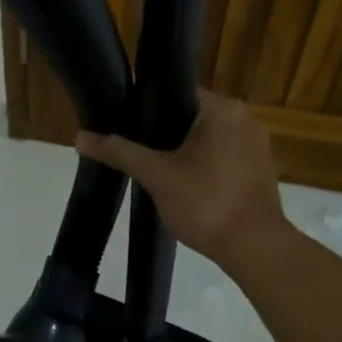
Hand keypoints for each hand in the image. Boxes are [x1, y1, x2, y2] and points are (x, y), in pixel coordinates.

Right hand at [75, 89, 286, 269]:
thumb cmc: (206, 202)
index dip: (148, 108)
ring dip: (185, 151)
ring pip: (209, 138)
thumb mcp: (157, 175)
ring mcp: (257, 145)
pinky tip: (186, 185)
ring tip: (156, 168)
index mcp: (222, 108)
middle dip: (165, 133)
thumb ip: (120, 152)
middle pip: (192, 116)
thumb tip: (80, 136)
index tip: (127, 125)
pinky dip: (205, 166)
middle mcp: (245, 118)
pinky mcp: (261, 169)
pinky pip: (224, 157)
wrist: (254, 248)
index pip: (177, 93)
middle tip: (136, 151)